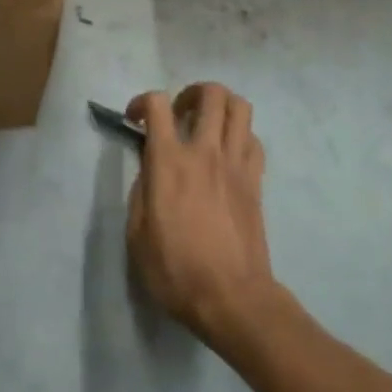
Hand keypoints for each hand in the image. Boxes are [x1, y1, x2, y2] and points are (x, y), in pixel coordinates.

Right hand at [126, 84, 277, 347]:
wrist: (231, 298)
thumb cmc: (176, 270)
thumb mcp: (137, 234)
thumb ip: (140, 191)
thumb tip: (149, 168)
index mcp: (169, 161)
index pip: (157, 104)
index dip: (142, 102)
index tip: (135, 120)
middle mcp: (205, 151)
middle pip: (211, 93)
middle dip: (191, 93)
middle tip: (179, 114)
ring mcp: (236, 163)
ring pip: (240, 107)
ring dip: (221, 106)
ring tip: (206, 124)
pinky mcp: (256, 180)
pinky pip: (253, 139)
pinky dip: (240, 135)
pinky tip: (228, 153)